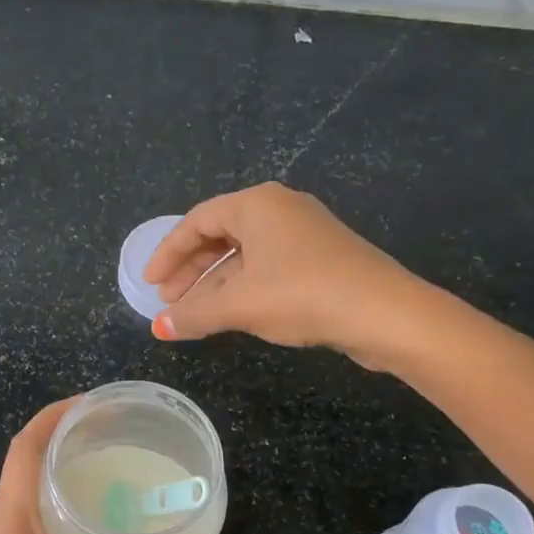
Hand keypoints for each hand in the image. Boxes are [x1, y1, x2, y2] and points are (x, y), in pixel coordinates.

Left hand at [0, 399, 190, 533]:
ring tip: (102, 455)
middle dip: (64, 430)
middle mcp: (0, 512)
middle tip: (112, 426)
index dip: (56, 414)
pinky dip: (51, 486)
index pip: (26, 443)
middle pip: (26, 453)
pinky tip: (82, 505)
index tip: (93, 401)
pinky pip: (25, 500)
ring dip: (55, 457)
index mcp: (11, 512)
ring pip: (24, 477)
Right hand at [143, 183, 421, 362]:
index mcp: (257, 204)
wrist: (383, 313)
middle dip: (191, 270)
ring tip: (195, 314)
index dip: (168, 253)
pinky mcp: (321, 259)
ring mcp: (304, 233)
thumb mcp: (240, 305)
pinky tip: (234, 313)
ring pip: (245, 254)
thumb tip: (158, 328)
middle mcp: (280, 209)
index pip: (197, 221)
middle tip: (169, 301)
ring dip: (216, 283)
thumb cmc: (302, 295)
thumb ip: (194, 314)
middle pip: (220, 234)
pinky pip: (267, 267)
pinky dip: (243, 287)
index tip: (151, 285)